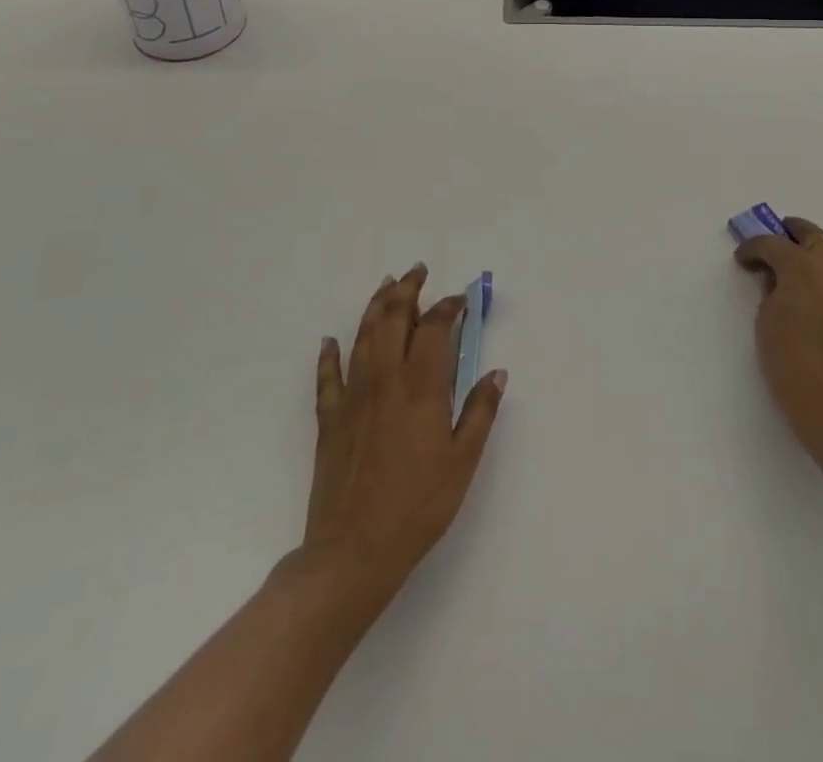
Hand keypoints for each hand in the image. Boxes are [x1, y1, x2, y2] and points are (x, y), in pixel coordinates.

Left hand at [304, 265, 506, 607]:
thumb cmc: (418, 506)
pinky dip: (329, 355)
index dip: (448, 307)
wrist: (354, 551)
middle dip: (407, 290)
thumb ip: (480, 412)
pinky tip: (330, 341)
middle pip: (393, 319)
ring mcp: (353, 397)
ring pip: (362, 336)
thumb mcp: (463, 461)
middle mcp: (385, 380)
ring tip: (386, 286)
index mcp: (421, 387)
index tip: (460, 300)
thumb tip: (495, 373)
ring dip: (375, 307)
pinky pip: (327, 377)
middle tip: (417, 271)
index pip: (434, 328)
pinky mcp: (329, 420)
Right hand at [734, 217, 822, 473]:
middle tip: (767, 245)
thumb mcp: (767, 319)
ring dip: (809, 248)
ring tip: (787, 264)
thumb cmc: (791, 361)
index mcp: (804, 265)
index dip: (753, 247)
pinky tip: (806, 287)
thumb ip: (770, 289)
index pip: (773, 243)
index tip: (741, 258)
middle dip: (787, 234)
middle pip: (810, 234)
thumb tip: (775, 277)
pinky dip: (822, 268)